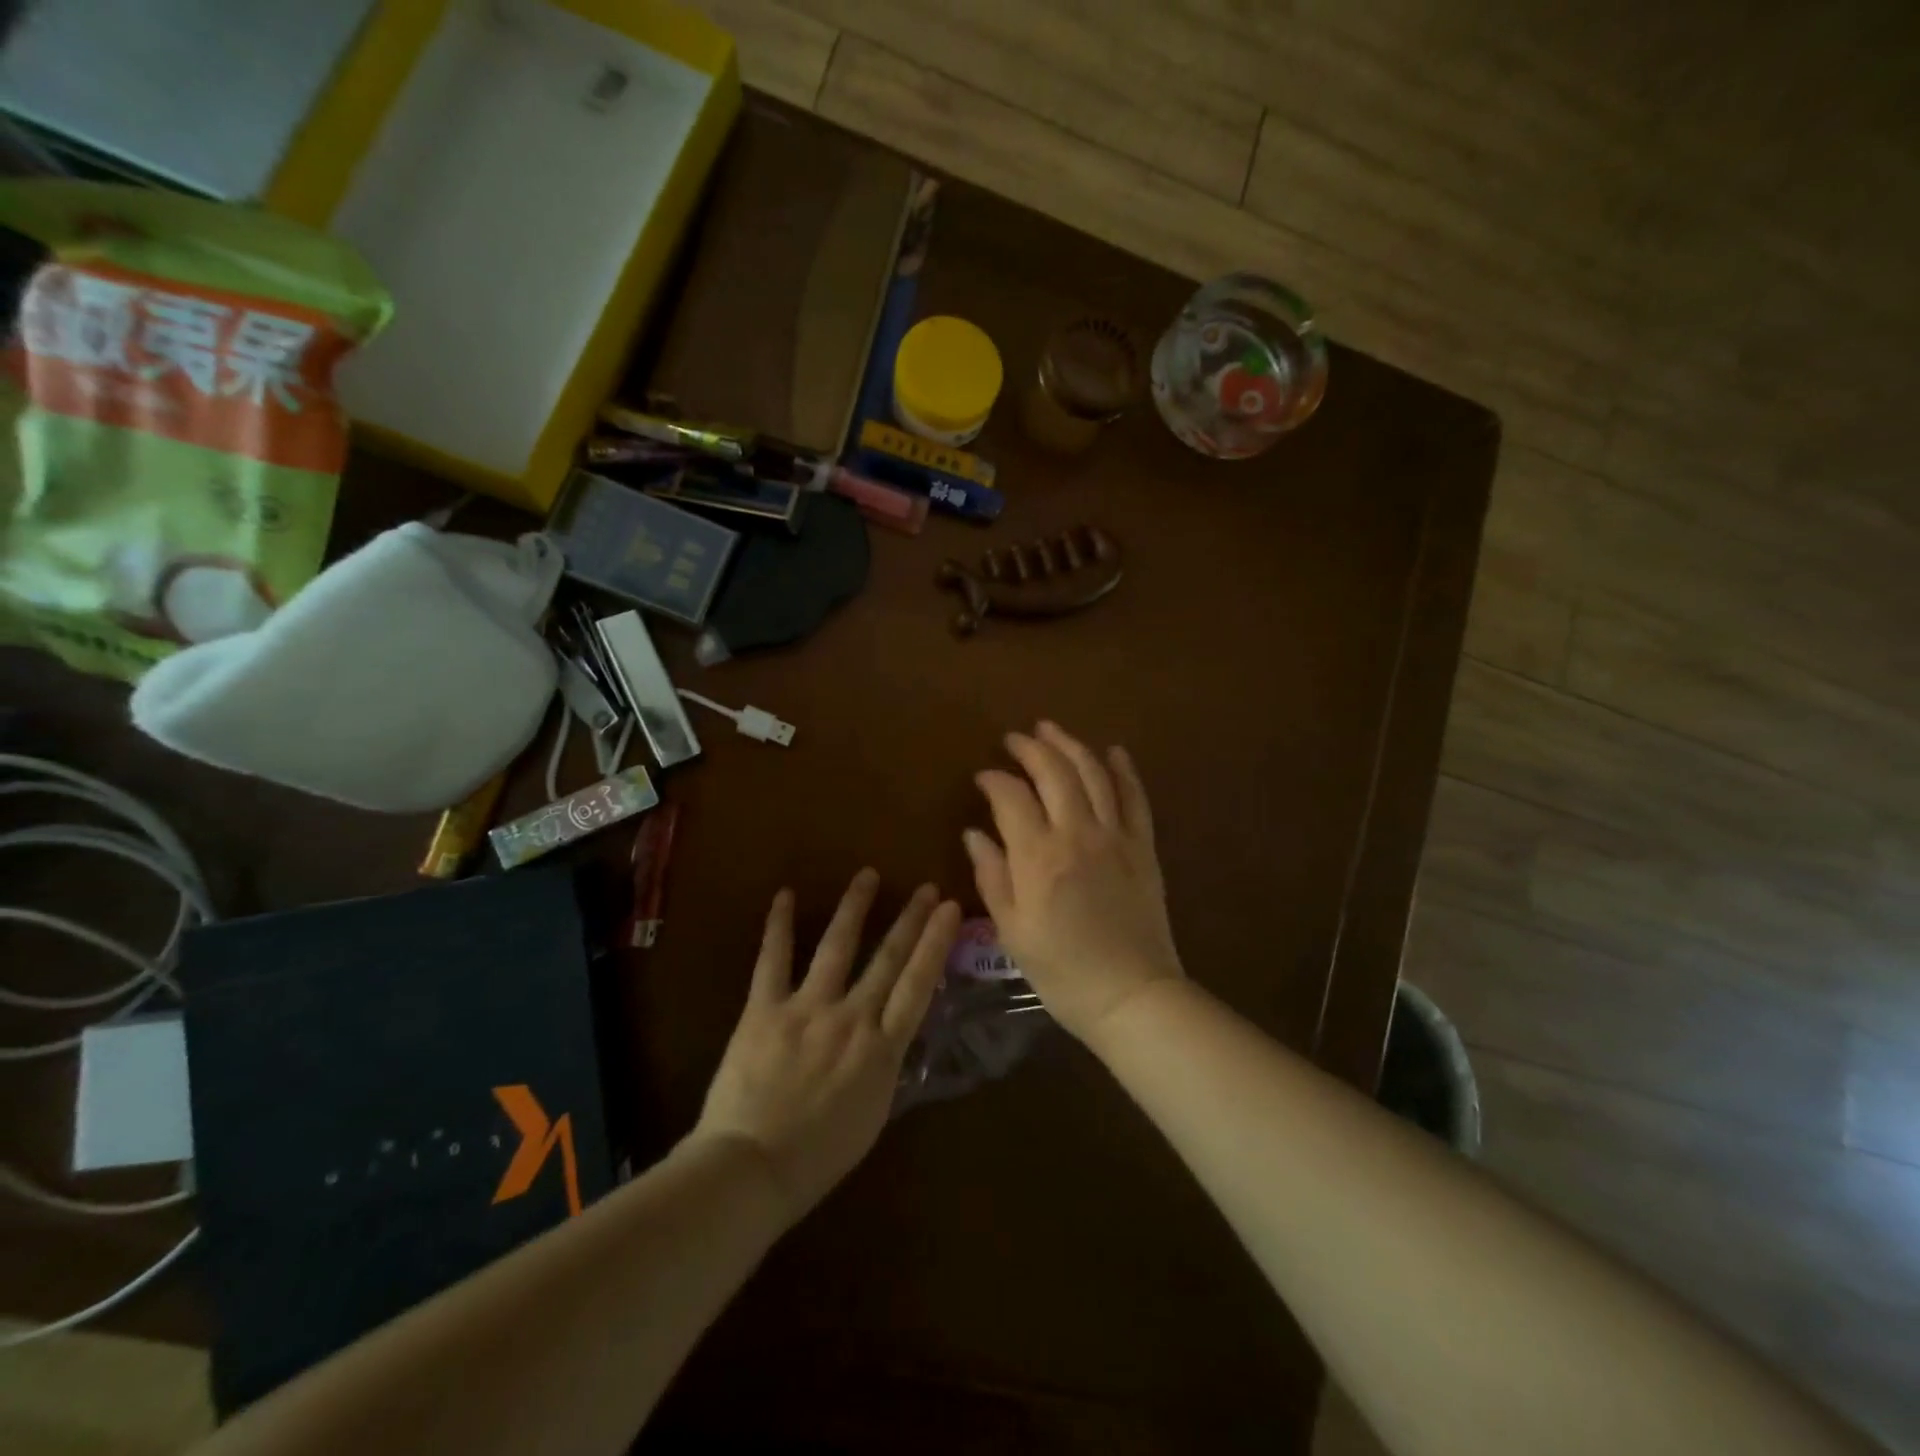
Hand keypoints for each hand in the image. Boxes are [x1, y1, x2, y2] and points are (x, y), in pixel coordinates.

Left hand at [694, 869, 960, 1221]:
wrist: (752, 1170)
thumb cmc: (818, 1156)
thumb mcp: (872, 1113)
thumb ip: (884, 1065)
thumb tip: (891, 1033)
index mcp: (882, 1048)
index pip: (919, 984)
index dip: (936, 942)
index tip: (950, 909)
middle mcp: (851, 1017)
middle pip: (887, 958)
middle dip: (910, 919)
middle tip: (926, 887)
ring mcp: (807, 1008)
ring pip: (837, 947)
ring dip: (855, 908)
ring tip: (868, 875)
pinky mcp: (764, 1009)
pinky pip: (772, 960)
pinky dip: (779, 926)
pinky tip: (786, 895)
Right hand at [964, 721, 1184, 1044]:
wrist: (1131, 995)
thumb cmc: (1062, 971)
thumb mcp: (1012, 930)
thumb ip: (992, 876)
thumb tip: (974, 833)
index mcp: (1039, 857)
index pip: (1011, 797)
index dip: (994, 779)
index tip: (982, 777)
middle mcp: (1078, 834)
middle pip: (1054, 772)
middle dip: (1031, 748)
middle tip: (1014, 738)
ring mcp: (1116, 836)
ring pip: (1093, 774)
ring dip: (1071, 745)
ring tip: (1051, 729)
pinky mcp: (1143, 846)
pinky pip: (1136, 797)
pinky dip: (1124, 770)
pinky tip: (1113, 751)